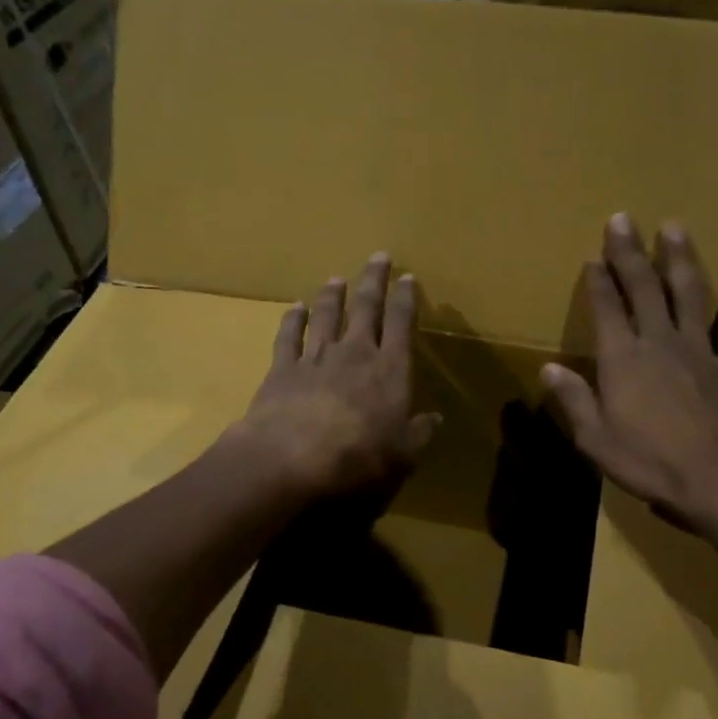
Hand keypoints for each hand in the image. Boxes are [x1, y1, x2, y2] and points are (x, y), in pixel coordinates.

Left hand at [233, 252, 441, 500]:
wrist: (291, 461)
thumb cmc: (359, 460)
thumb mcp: (404, 456)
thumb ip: (420, 433)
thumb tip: (435, 418)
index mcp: (390, 370)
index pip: (401, 324)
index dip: (405, 299)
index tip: (407, 277)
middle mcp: (355, 354)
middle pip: (366, 308)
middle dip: (373, 281)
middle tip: (377, 257)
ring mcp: (315, 358)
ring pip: (326, 316)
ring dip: (333, 295)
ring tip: (336, 279)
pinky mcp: (282, 370)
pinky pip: (288, 336)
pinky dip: (292, 320)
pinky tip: (295, 308)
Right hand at [540, 215, 717, 539]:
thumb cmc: (648, 464)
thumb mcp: (595, 439)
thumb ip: (573, 400)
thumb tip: (549, 368)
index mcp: (623, 360)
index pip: (607, 309)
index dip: (598, 281)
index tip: (593, 254)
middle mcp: (660, 344)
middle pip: (644, 289)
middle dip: (631, 253)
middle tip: (624, 219)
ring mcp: (700, 354)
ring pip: (689, 297)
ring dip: (680, 262)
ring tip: (675, 229)